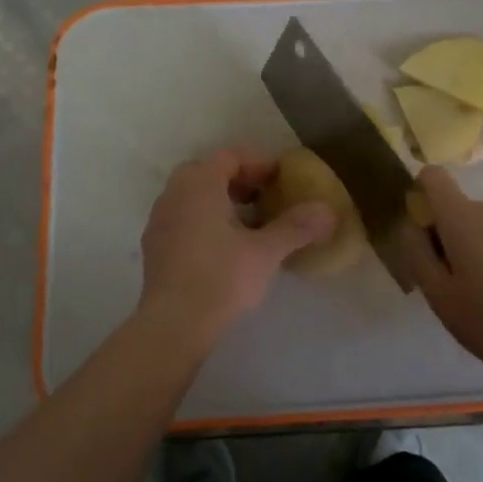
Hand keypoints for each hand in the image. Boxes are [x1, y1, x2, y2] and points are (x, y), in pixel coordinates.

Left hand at [136, 148, 335, 342]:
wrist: (172, 324)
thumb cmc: (220, 277)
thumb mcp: (266, 252)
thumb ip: (297, 227)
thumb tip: (328, 211)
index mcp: (199, 183)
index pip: (231, 156)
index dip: (259, 164)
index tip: (281, 180)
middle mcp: (174, 193)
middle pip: (209, 173)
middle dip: (240, 182)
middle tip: (266, 199)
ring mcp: (159, 220)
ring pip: (194, 197)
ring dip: (222, 202)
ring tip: (250, 226)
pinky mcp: (154, 247)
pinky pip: (183, 219)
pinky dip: (205, 221)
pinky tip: (225, 249)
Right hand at [401, 166, 482, 380]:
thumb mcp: (439, 295)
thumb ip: (417, 253)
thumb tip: (411, 225)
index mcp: (462, 216)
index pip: (433, 177)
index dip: (420, 194)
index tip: (421, 232)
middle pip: (457, 208)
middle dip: (445, 236)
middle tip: (448, 283)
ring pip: (481, 227)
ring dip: (472, 249)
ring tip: (479, 296)